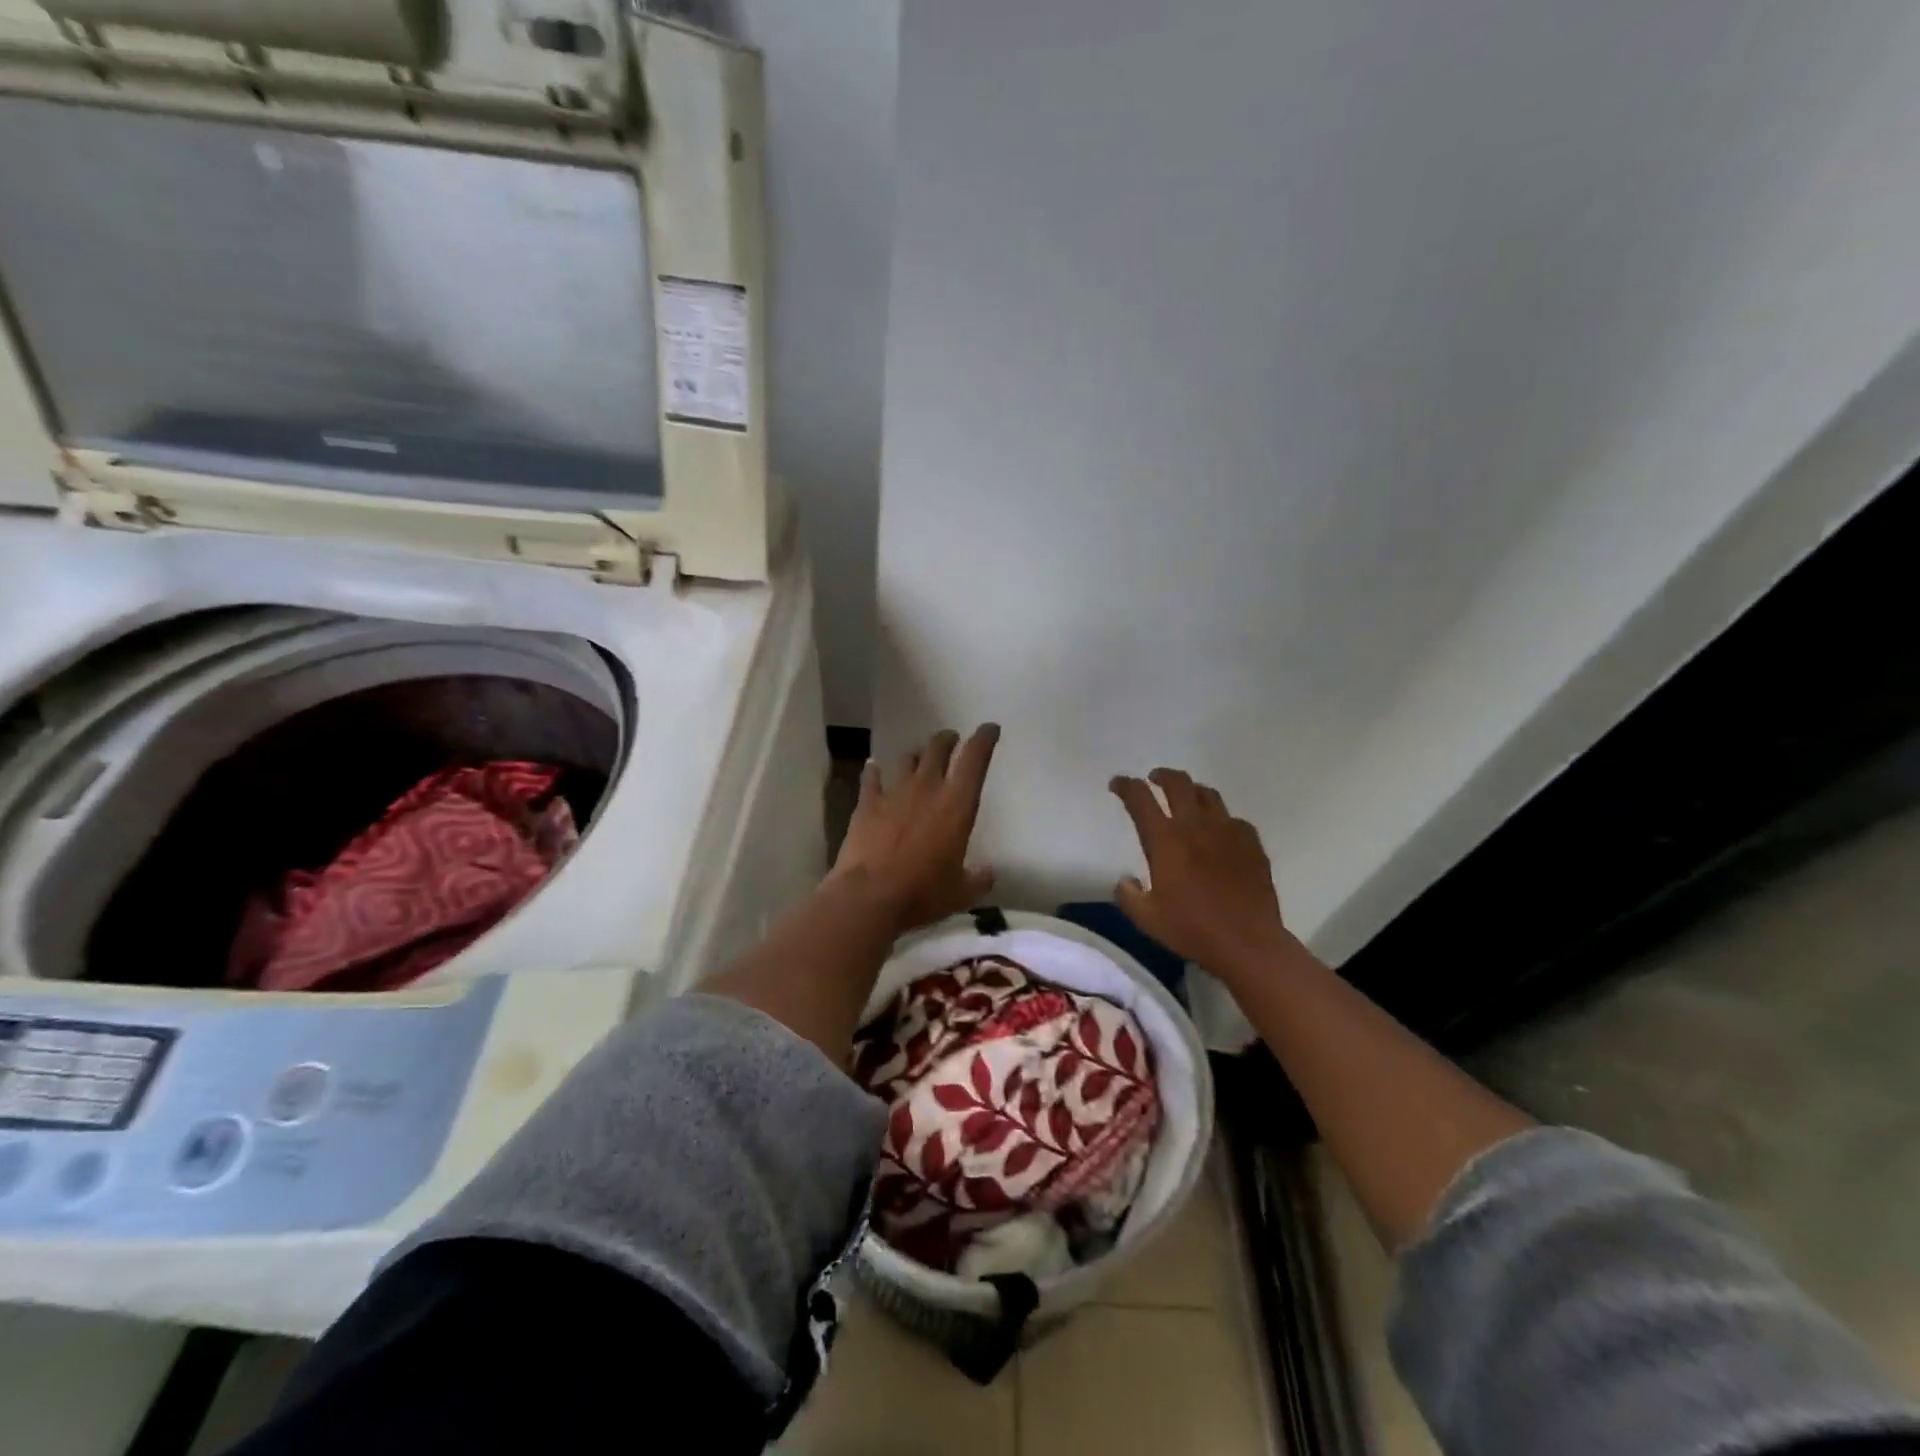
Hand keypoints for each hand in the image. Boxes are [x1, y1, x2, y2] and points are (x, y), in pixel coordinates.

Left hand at [832, 724, 1000, 934]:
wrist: (870, 896)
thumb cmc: (923, 893)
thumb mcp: (961, 892)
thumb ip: (979, 879)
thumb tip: (989, 873)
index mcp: (957, 804)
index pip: (975, 758)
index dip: (984, 739)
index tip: (989, 729)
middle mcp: (927, 788)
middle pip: (938, 748)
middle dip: (948, 739)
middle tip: (952, 739)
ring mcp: (894, 792)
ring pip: (908, 758)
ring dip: (916, 755)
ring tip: (919, 757)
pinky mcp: (867, 803)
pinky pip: (871, 777)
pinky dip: (874, 771)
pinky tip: (873, 768)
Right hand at [1109, 768, 1294, 979]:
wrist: (1248, 942)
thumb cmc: (1192, 929)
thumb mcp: (1147, 918)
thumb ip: (1128, 895)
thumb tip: (1126, 880)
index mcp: (1166, 840)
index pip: (1140, 799)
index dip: (1126, 786)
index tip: (1118, 784)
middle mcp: (1196, 826)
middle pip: (1178, 783)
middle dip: (1161, 776)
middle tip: (1153, 780)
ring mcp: (1228, 831)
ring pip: (1208, 794)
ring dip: (1191, 790)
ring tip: (1186, 799)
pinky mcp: (1252, 843)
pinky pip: (1234, 819)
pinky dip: (1220, 819)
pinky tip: (1219, 832)